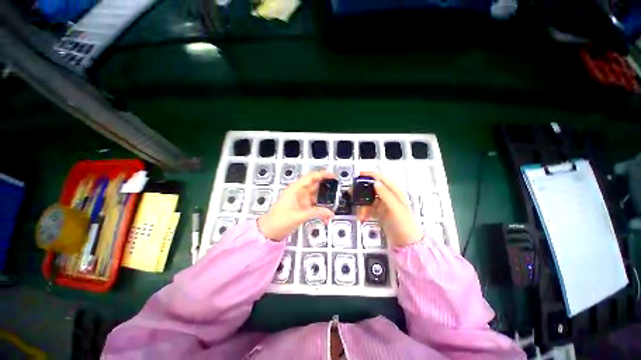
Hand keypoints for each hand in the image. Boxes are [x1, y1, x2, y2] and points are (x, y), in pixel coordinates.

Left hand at [258, 171, 335, 240]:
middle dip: (326, 187)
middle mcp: (299, 192)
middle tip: (338, 190)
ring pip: (316, 196)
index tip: (334, 176)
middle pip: (315, 185)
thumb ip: (316, 213)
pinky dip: (320, 209)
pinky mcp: (302, 207)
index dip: (323, 174)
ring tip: (335, 204)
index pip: (311, 177)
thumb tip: (331, 213)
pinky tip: (326, 217)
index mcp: (295, 189)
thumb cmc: (280, 221)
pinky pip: (314, 205)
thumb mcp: (299, 216)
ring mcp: (300, 199)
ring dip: (324, 200)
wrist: (269, 231)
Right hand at [357, 172, 422, 246]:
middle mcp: (388, 196)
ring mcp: (383, 204)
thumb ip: (385, 194)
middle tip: (352, 194)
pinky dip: (364, 211)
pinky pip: (368, 208)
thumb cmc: (405, 224)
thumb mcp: (395, 208)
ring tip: (360, 213)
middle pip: (372, 188)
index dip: (369, 175)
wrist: (407, 243)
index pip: (381, 178)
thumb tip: (375, 182)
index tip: (358, 175)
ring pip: (368, 199)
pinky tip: (362, 217)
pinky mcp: (379, 212)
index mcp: (395, 192)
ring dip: (362, 204)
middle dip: (362, 191)